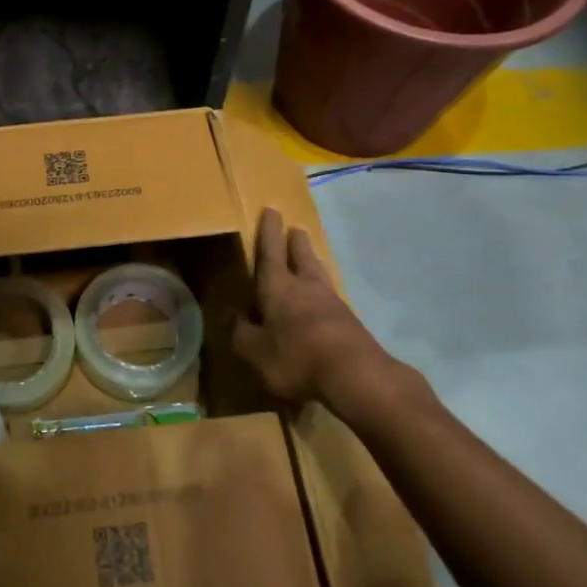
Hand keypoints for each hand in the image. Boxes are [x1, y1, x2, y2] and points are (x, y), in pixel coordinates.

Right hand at [232, 208, 400, 419]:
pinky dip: (323, 293)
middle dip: (296, 242)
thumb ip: (240, 332)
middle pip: (301, 257)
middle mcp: (306, 288)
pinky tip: (323, 302)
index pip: (270, 252)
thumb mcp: (254, 351)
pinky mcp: (350, 323)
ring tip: (310, 258)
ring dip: (312, 263)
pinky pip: (331, 299)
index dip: (269, 232)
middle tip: (295, 229)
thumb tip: (230, 315)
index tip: (271, 209)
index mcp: (278, 287)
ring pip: (319, 275)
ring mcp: (332, 304)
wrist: (356, 376)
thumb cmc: (296, 357)